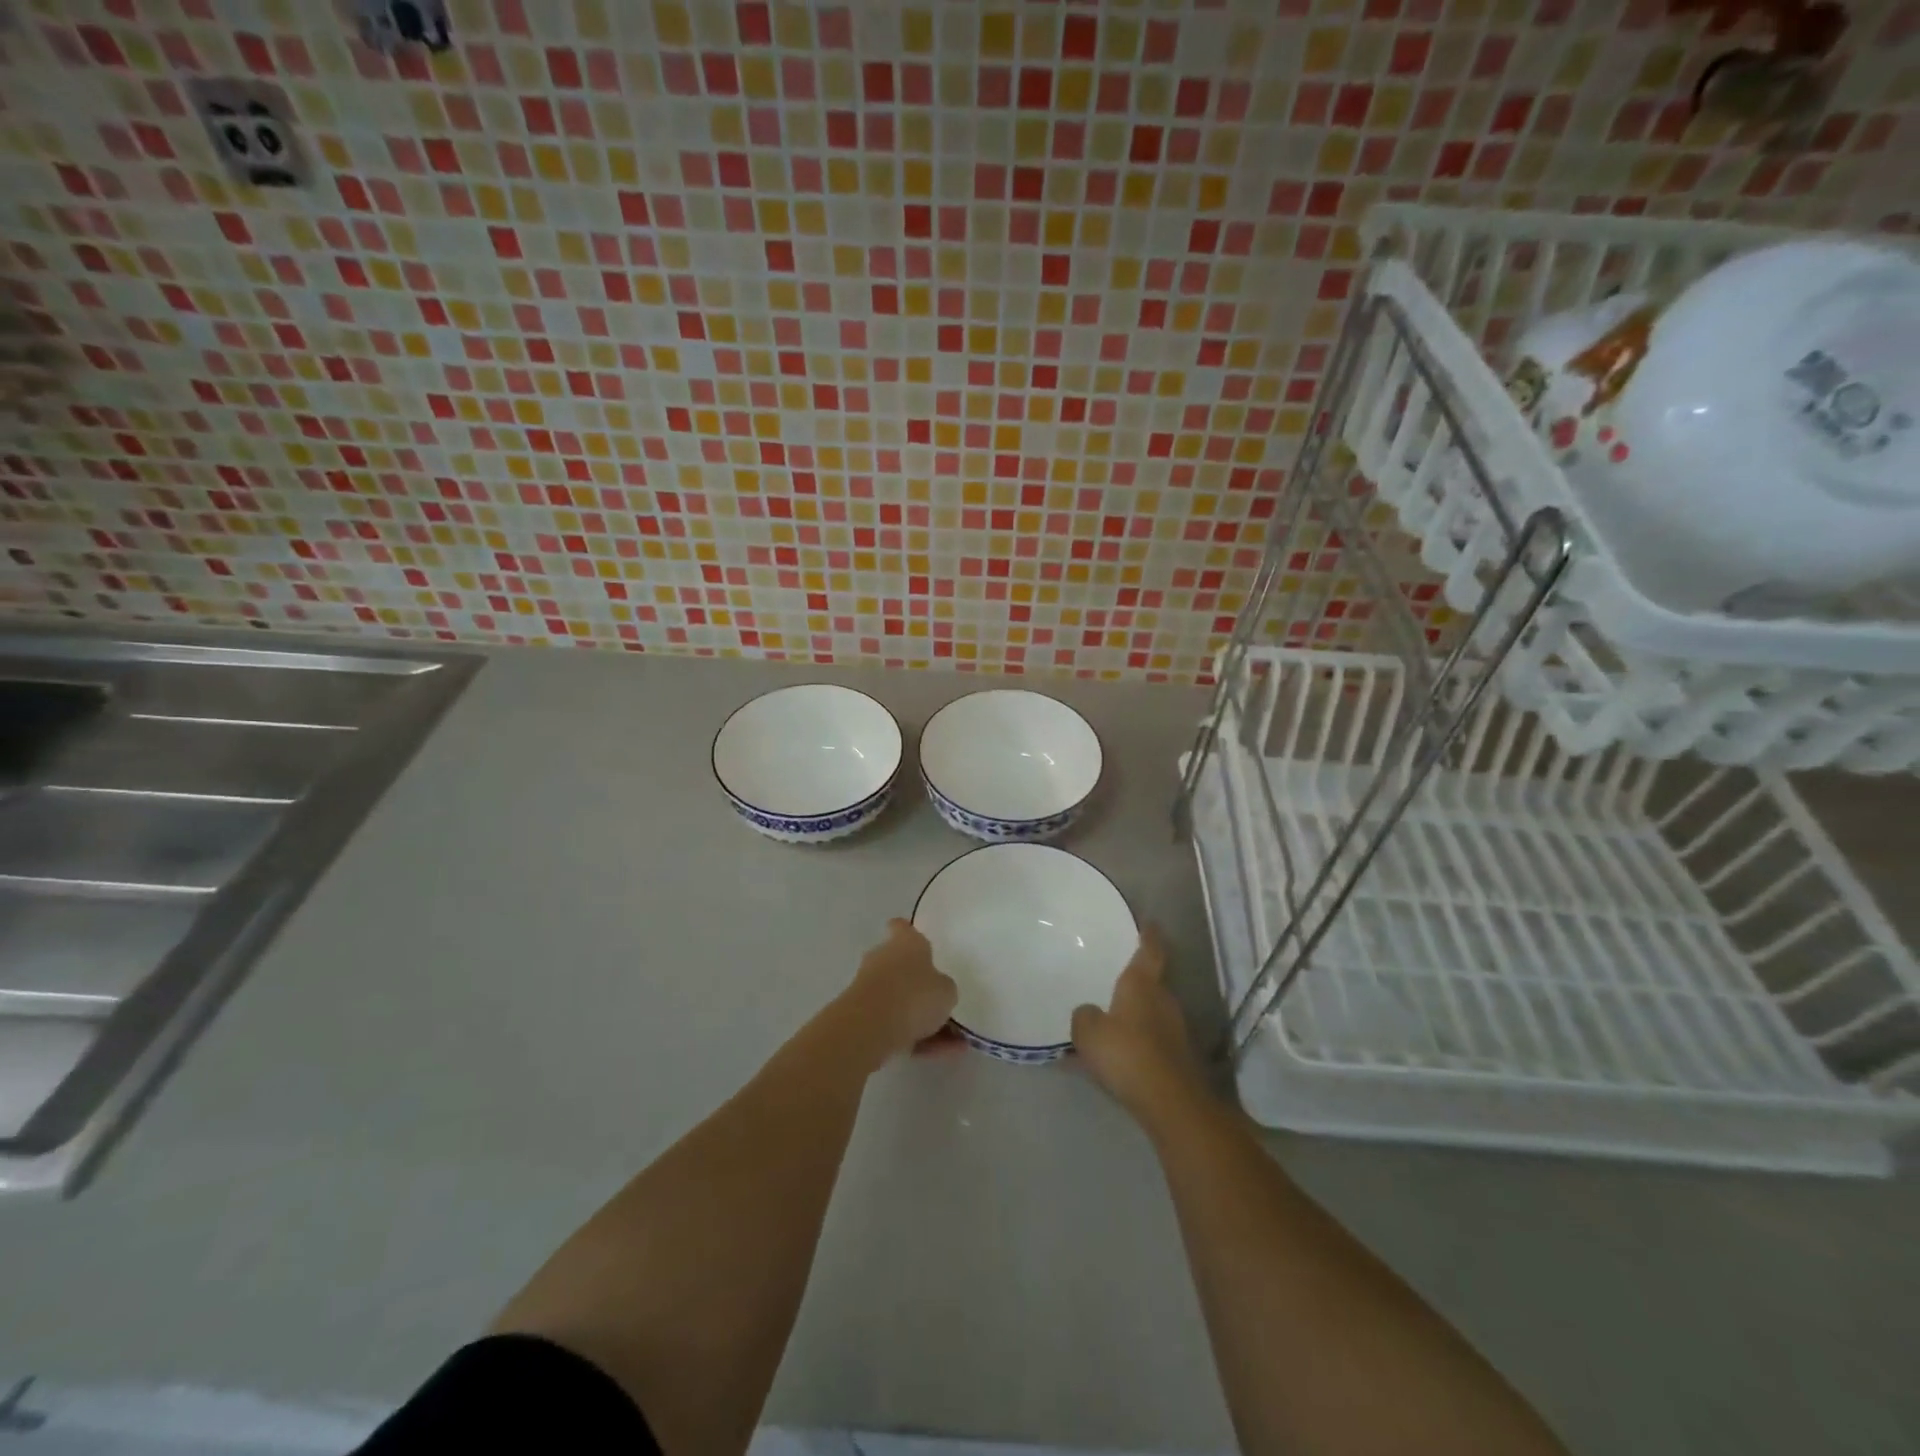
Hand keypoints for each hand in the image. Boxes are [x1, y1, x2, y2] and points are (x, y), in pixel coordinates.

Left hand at [847, 919, 958, 1059]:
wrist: (870, 1027)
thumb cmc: (914, 994)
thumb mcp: (946, 990)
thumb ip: (944, 989)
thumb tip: (938, 991)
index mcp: (904, 942)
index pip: (903, 928)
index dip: (909, 933)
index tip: (921, 944)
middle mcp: (883, 959)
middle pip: (901, 967)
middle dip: (919, 984)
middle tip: (944, 1002)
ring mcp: (870, 989)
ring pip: (901, 1001)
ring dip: (923, 1019)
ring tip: (954, 1042)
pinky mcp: (863, 1017)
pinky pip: (896, 1026)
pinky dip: (916, 1039)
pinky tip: (941, 1053)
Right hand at [1071, 926, 1208, 1123]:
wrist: (1171, 1103)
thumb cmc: (1127, 1054)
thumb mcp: (1088, 1032)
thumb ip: (1084, 1016)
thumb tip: (1089, 1012)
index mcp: (1142, 984)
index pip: (1149, 950)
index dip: (1149, 935)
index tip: (1149, 923)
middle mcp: (1164, 1001)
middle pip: (1152, 984)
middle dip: (1137, 982)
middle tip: (1116, 978)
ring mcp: (1176, 1031)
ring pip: (1152, 1014)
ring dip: (1136, 1016)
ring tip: (1112, 1022)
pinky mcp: (1179, 1059)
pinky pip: (1152, 1041)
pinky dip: (1138, 1044)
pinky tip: (1119, 1058)